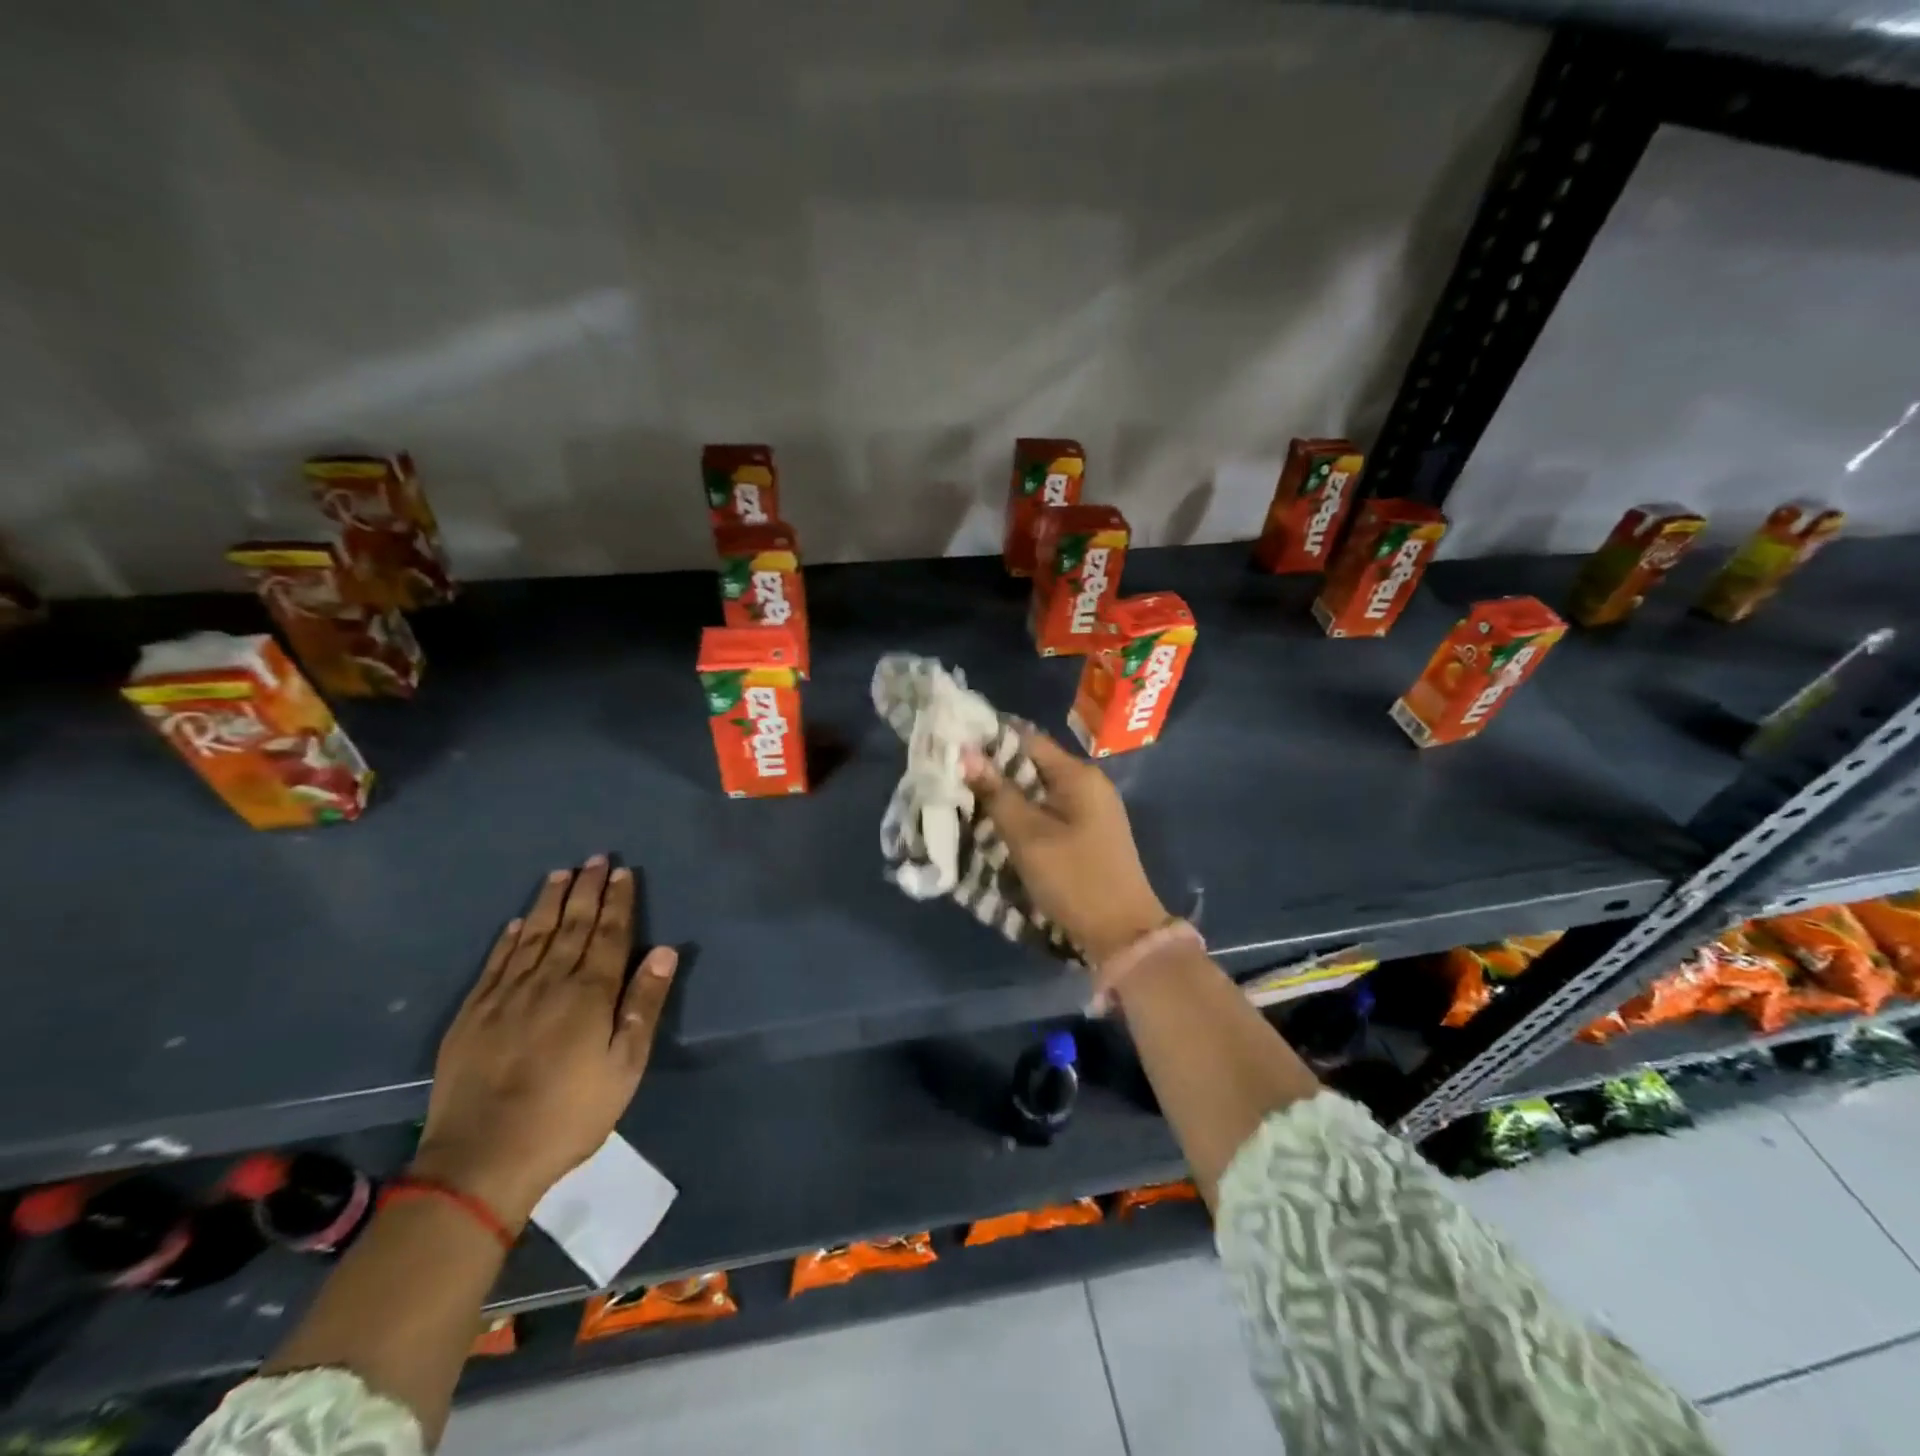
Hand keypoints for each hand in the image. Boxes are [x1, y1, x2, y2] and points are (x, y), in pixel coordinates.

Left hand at [411, 857, 676, 1226]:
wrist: (481, 1159)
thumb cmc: (569, 1114)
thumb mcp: (625, 1066)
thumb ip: (644, 1005)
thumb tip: (666, 952)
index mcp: (590, 993)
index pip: (610, 934)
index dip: (619, 901)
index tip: (623, 872)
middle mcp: (549, 982)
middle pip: (572, 925)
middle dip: (587, 890)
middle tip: (595, 858)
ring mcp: (506, 996)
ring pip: (532, 936)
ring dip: (549, 902)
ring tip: (560, 874)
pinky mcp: (472, 1015)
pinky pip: (495, 963)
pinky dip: (508, 939)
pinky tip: (515, 923)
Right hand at [962, 732, 1167, 963]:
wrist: (1123, 934)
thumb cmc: (1074, 879)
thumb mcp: (1028, 836)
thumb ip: (997, 793)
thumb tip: (966, 753)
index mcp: (1078, 775)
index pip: (1027, 740)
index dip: (989, 740)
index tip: (952, 745)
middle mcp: (1088, 784)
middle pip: (1032, 764)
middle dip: (993, 770)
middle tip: (952, 776)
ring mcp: (1091, 810)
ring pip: (1038, 790)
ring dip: (1006, 794)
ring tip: (966, 798)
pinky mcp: (1087, 834)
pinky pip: (1048, 811)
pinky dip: (1023, 814)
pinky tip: (997, 823)